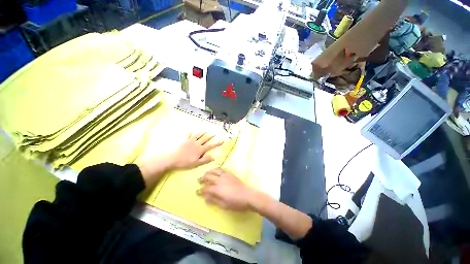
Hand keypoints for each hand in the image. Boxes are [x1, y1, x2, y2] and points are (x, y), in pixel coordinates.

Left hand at [138, 132, 221, 187]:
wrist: (173, 159)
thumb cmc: (185, 162)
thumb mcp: (196, 163)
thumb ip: (205, 160)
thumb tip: (213, 157)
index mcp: (200, 150)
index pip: (210, 146)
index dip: (216, 143)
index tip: (221, 141)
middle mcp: (196, 144)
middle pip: (204, 139)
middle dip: (210, 136)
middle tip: (214, 133)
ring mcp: (190, 141)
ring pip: (198, 136)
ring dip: (202, 133)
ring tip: (205, 131)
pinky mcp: (185, 141)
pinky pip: (188, 136)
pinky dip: (190, 133)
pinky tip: (191, 131)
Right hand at [197, 168, 254, 210]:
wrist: (248, 195)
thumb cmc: (236, 203)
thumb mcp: (224, 205)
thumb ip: (214, 200)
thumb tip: (205, 198)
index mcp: (217, 189)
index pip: (206, 188)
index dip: (200, 190)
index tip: (197, 192)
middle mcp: (220, 180)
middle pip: (209, 177)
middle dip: (202, 179)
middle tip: (199, 181)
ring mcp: (225, 175)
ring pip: (215, 171)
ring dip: (209, 172)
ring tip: (206, 174)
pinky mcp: (230, 173)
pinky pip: (222, 169)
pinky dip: (217, 169)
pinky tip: (216, 171)